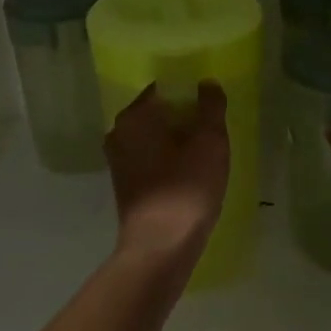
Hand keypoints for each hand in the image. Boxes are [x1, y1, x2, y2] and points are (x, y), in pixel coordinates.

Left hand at [105, 83, 230, 261]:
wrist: (160, 247)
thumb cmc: (186, 188)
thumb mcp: (210, 141)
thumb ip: (210, 106)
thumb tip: (206, 83)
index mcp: (134, 116)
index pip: (164, 89)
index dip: (190, 93)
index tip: (211, 107)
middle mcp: (119, 133)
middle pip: (157, 113)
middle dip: (184, 118)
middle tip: (212, 131)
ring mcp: (118, 161)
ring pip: (154, 138)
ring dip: (177, 141)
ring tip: (205, 154)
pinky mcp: (125, 185)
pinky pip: (150, 160)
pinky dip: (168, 161)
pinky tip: (189, 175)